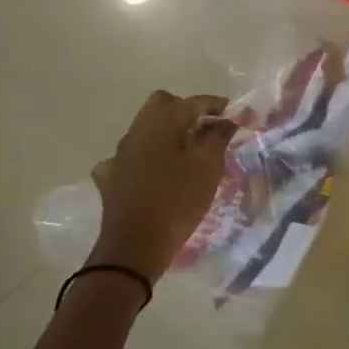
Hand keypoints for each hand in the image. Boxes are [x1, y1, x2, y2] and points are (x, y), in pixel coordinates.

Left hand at [88, 91, 235, 285]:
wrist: (135, 246)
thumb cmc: (178, 200)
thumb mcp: (209, 166)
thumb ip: (219, 136)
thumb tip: (227, 119)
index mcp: (160, 124)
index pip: (193, 102)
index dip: (218, 105)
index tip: (237, 117)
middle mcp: (135, 133)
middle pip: (162, 106)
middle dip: (187, 112)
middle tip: (209, 130)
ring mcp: (119, 156)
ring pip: (146, 131)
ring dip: (169, 134)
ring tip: (189, 153)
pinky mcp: (112, 179)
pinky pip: (132, 158)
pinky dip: (148, 159)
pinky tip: (157, 174)